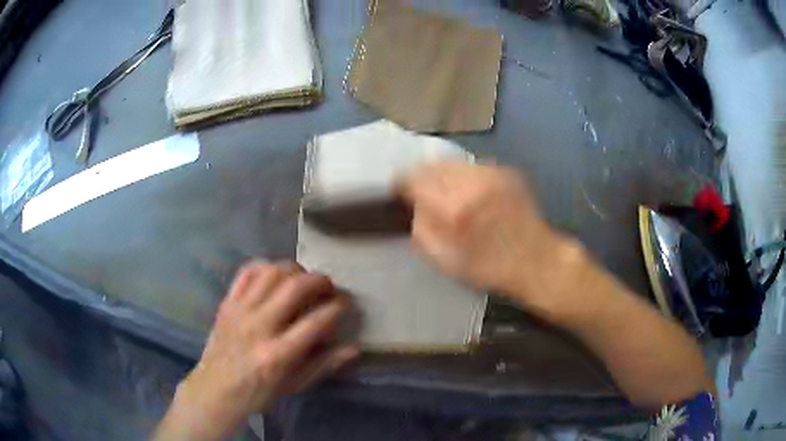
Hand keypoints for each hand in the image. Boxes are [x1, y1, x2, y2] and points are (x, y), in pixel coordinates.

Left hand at [154, 262, 357, 440]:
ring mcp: (239, 311)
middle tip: (328, 287)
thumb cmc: (259, 393)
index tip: (345, 303)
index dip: (337, 307)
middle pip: (294, 288)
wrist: (216, 389)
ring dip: (294, 270)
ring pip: (271, 273)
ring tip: (303, 279)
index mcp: (278, 355)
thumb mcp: (295, 385)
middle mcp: (258, 327)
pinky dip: (265, 267)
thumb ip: (325, 365)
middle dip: (319, 281)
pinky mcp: (227, 303)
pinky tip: (275, 275)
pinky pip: (246, 272)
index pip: (315, 322)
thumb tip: (354, 348)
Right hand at [398, 162, 580, 320]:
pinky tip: (470, 193)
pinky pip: (472, 166)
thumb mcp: (444, 260)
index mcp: (453, 207)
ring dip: (443, 174)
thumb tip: (412, 205)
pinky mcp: (506, 171)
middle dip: (422, 177)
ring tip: (446, 193)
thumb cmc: (489, 268)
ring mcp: (492, 173)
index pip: (414, 177)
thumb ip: (421, 228)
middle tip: (420, 193)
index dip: (401, 182)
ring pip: (452, 161)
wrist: (537, 260)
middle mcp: (472, 182)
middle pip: (432, 164)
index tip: (399, 191)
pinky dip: (464, 176)